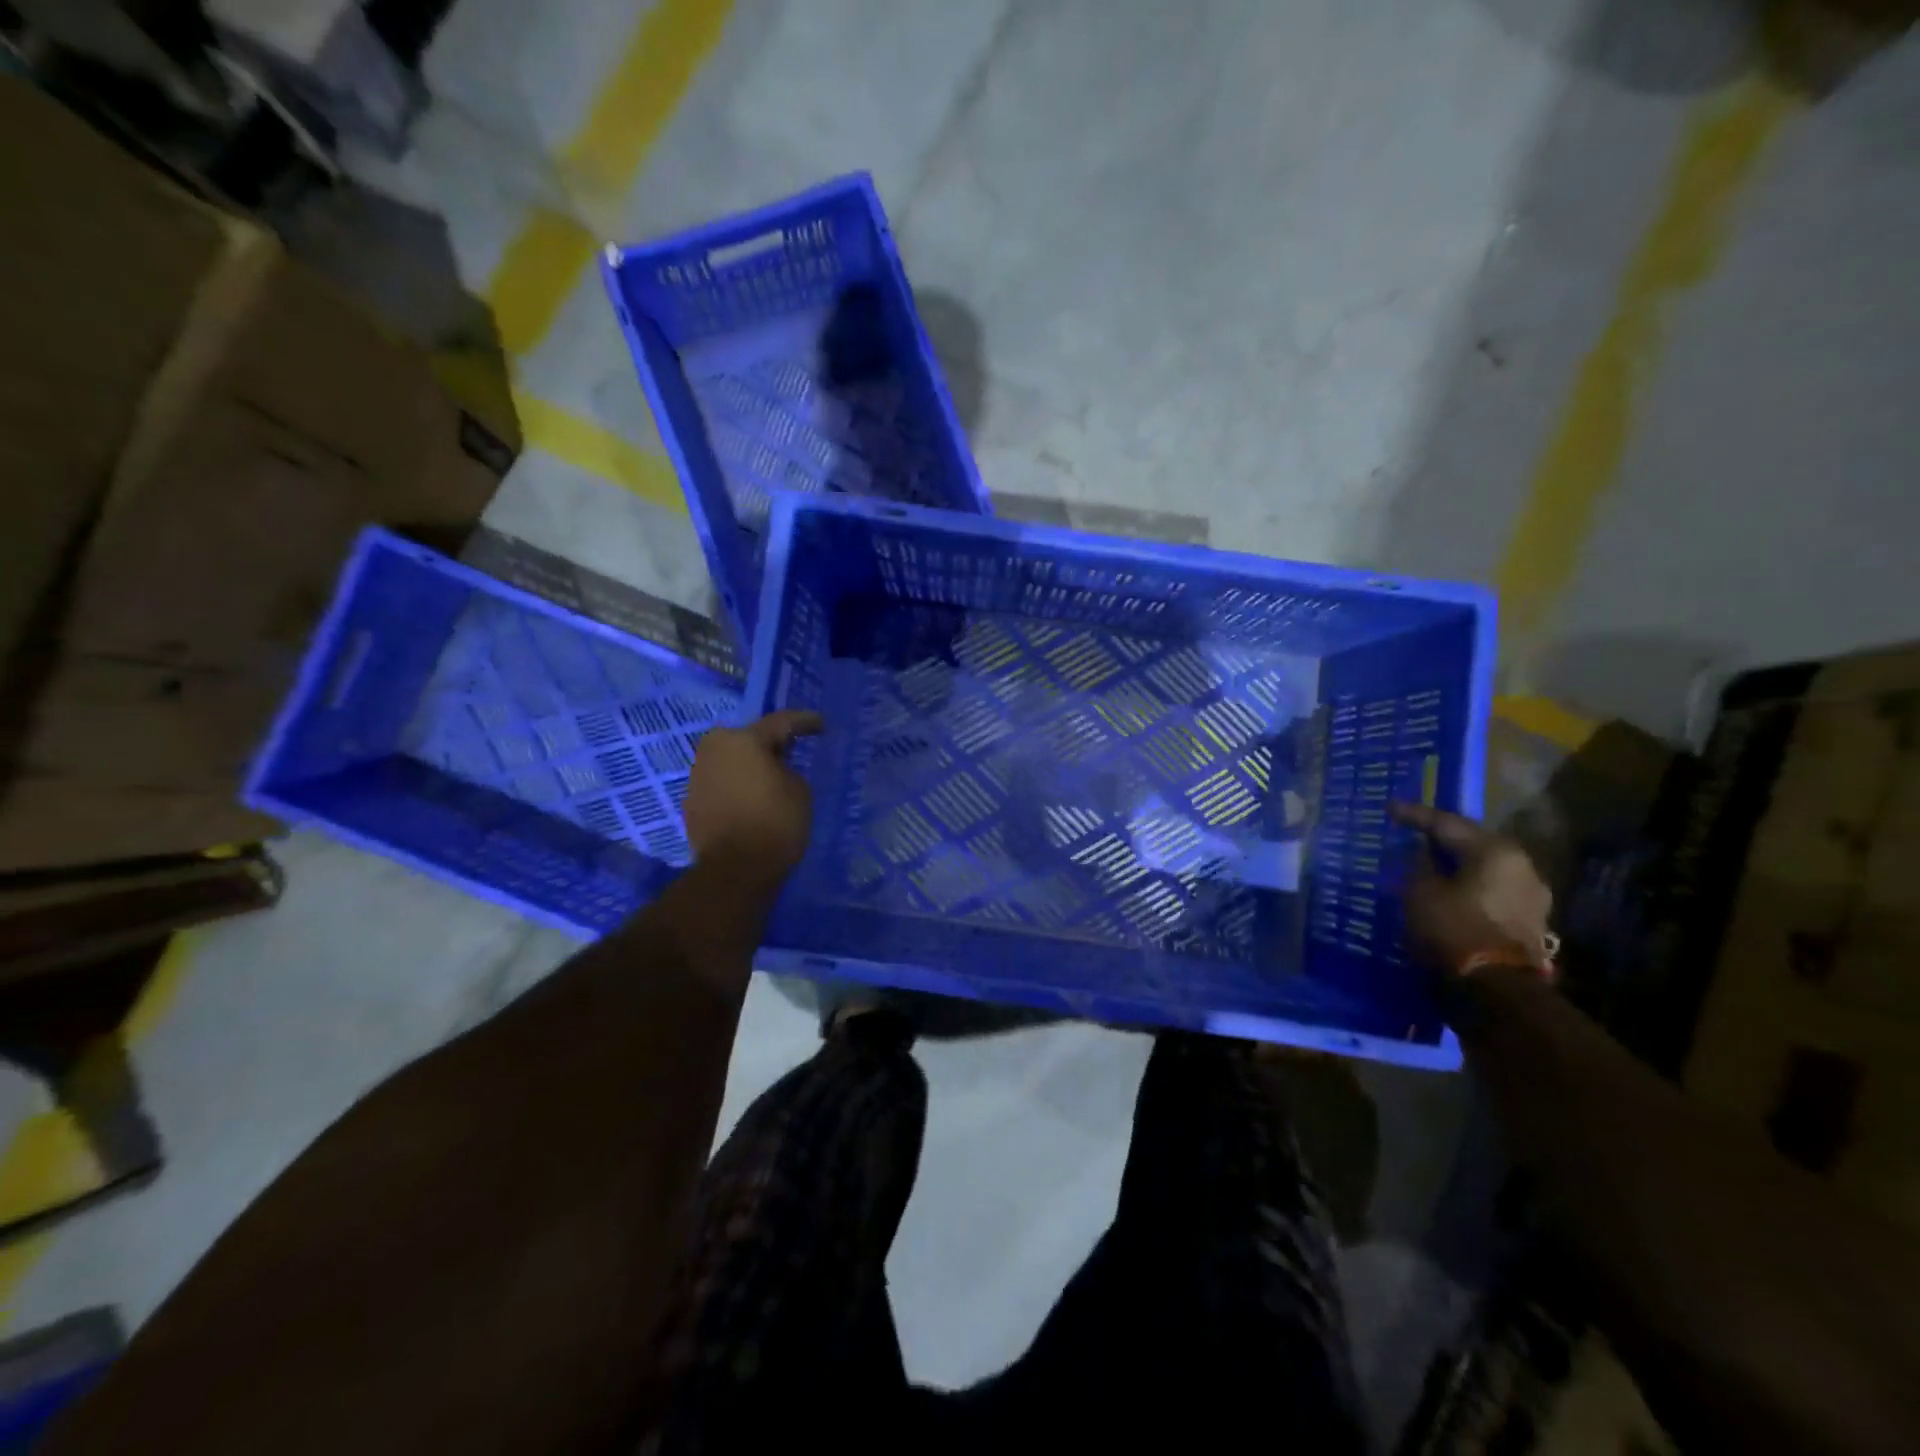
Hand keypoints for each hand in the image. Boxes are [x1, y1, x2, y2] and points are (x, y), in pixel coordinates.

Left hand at [684, 711, 823, 887]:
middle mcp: (714, 748)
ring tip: (774, 776)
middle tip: (794, 751)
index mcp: (743, 739)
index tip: (821, 725)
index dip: (805, 722)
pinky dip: (739, 786)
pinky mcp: (692, 800)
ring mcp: (698, 774)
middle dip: (771, 745)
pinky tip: (754, 797)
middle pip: (750, 740)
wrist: (734, 871)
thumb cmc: (775, 823)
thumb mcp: (799, 790)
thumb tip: (775, 770)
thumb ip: (788, 769)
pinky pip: (723, 783)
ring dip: (752, 766)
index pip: (781, 722)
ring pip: (733, 761)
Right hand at [1389, 802, 1554, 976]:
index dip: (1414, 815)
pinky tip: (1449, 890)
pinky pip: (1491, 890)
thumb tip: (1422, 852)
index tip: (1390, 809)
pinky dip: (1468, 886)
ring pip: (1484, 869)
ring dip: (1456, 865)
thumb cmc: (1453, 931)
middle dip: (1441, 840)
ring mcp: (1531, 895)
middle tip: (1412, 834)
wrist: (1497, 991)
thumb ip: (1419, 865)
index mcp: (1495, 851)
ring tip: (1429, 865)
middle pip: (1473, 843)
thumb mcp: (1420, 892)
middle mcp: (1521, 866)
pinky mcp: (1530, 921)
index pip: (1447, 824)